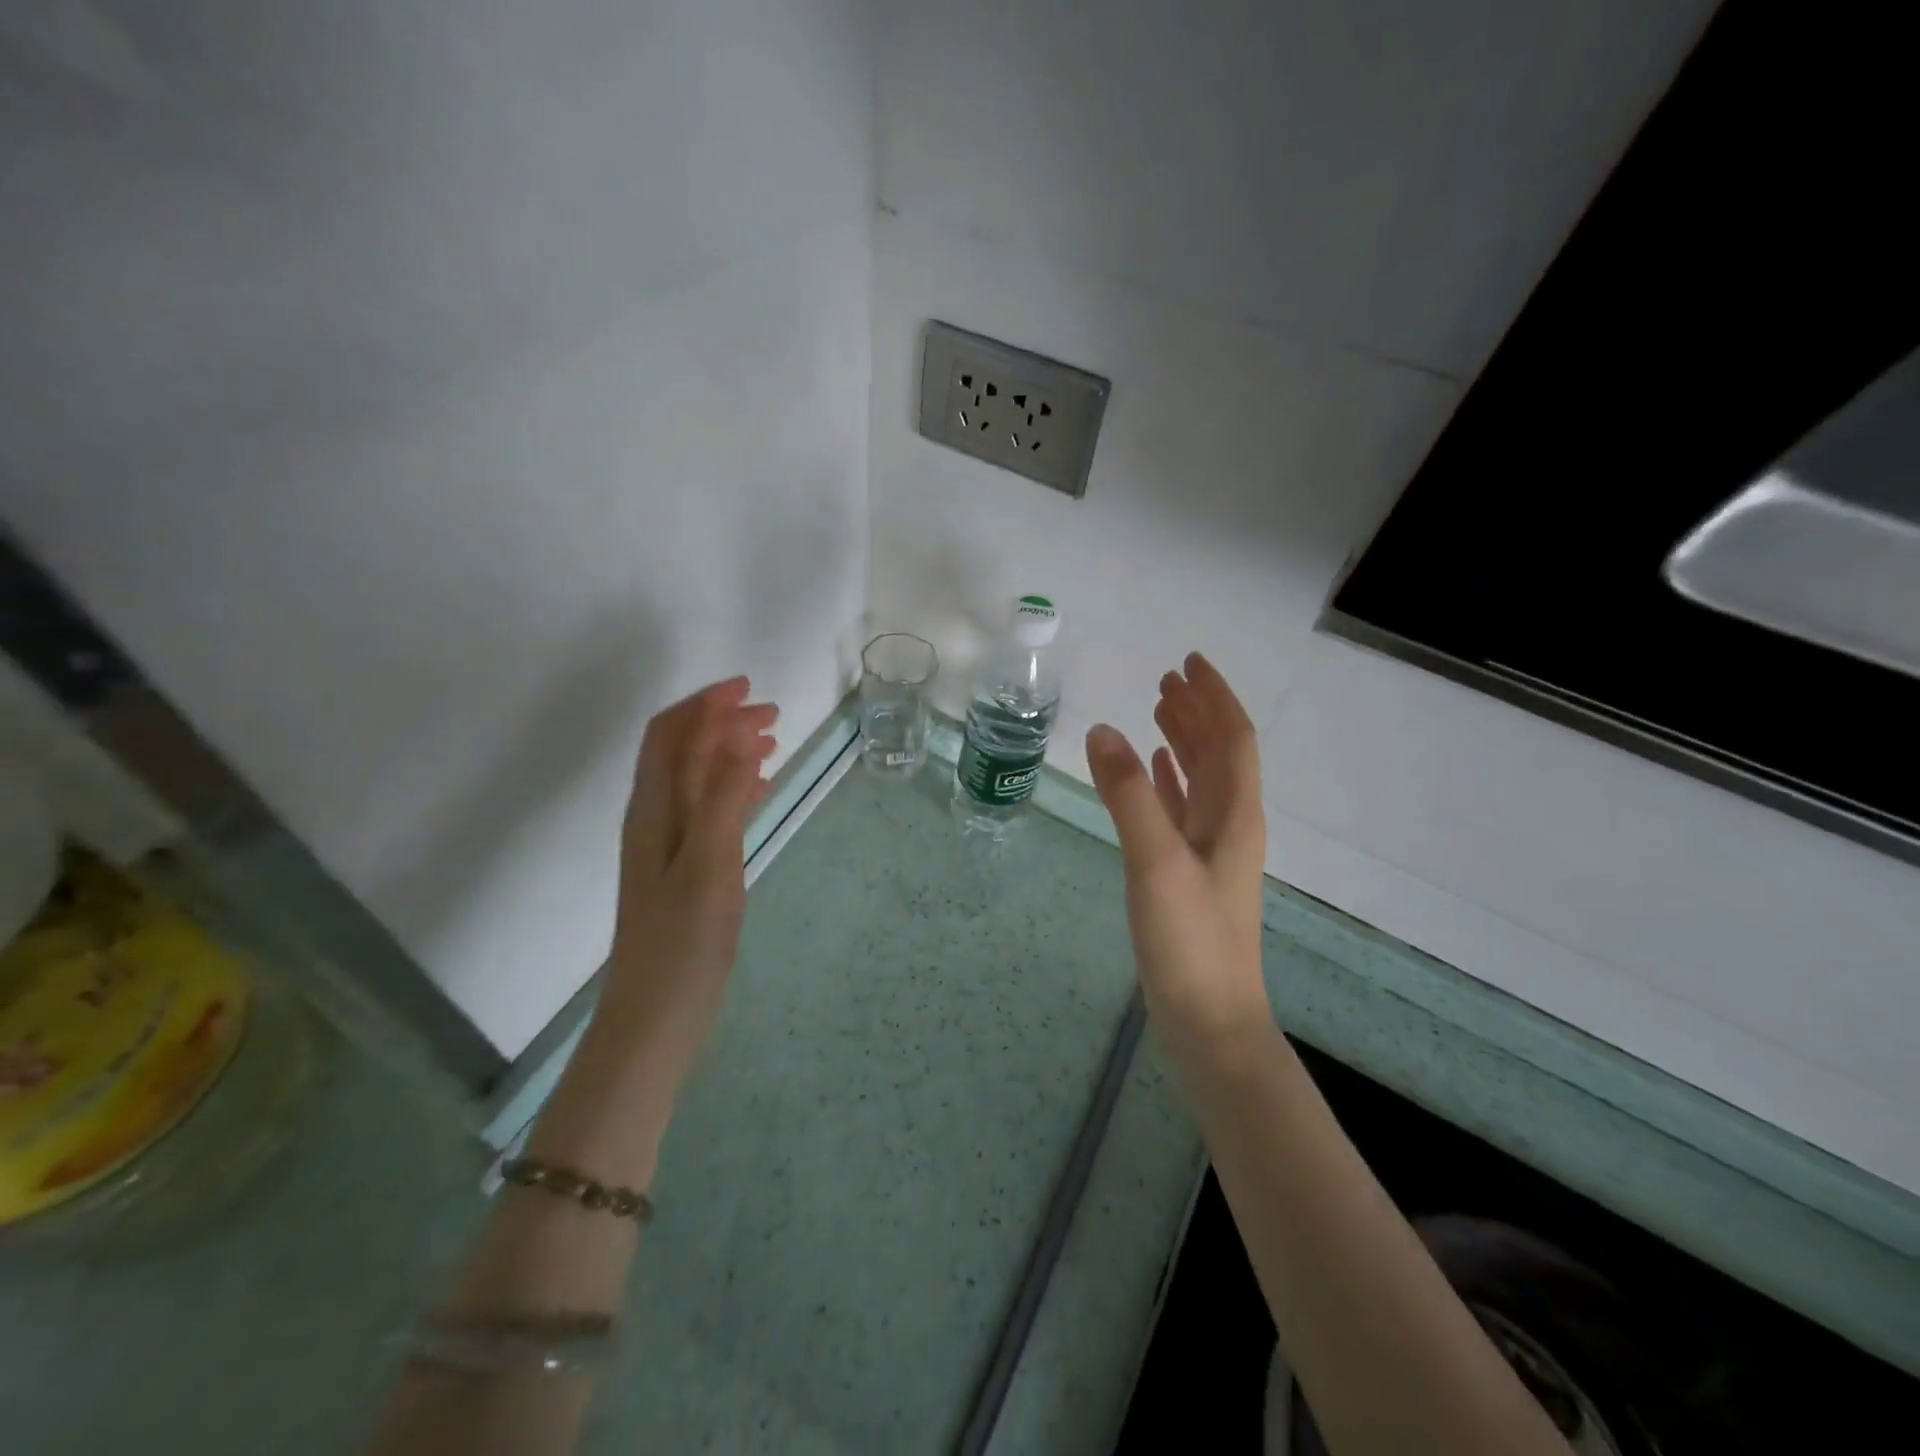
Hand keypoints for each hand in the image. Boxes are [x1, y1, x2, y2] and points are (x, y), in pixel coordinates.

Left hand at [598, 676, 777, 1072]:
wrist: (656, 1016)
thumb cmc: (683, 941)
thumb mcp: (709, 863)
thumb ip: (722, 797)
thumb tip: (738, 737)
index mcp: (654, 809)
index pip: (670, 735)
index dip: (704, 704)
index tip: (748, 688)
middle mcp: (656, 818)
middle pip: (683, 750)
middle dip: (722, 722)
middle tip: (773, 715)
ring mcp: (670, 845)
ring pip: (698, 778)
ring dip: (730, 750)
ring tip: (772, 742)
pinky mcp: (685, 869)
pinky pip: (710, 808)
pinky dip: (735, 787)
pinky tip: (759, 790)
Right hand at [1085, 653, 1270, 1060]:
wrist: (1208, 1022)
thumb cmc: (1190, 940)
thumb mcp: (1156, 861)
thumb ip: (1128, 795)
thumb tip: (1102, 731)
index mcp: (1234, 814)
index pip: (1232, 738)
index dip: (1213, 697)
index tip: (1188, 663)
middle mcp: (1229, 825)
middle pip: (1219, 753)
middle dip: (1196, 713)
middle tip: (1165, 680)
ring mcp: (1209, 851)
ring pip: (1199, 780)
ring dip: (1182, 742)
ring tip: (1155, 712)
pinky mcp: (1187, 874)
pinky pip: (1180, 811)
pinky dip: (1167, 783)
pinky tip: (1151, 772)